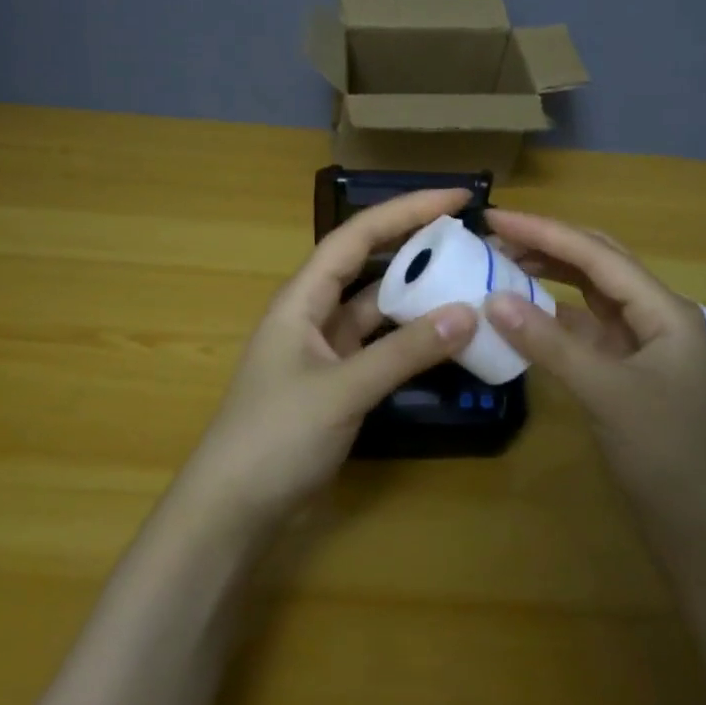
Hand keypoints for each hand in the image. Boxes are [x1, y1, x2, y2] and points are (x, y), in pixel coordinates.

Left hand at [182, 188, 478, 525]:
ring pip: (377, 309)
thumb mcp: (343, 389)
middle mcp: (313, 314)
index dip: (405, 210)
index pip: (357, 236)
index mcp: (302, 298)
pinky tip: (446, 338)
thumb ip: (405, 352)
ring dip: (417, 295)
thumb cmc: (276, 436)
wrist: (234, 507)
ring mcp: (325, 350)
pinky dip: (411, 339)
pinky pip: (380, 346)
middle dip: (415, 246)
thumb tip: (468, 312)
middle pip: (369, 265)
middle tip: (471, 239)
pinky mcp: (336, 382)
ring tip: (468, 281)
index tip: (456, 198)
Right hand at [481, 210, 705, 537]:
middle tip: (495, 235)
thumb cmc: (666, 455)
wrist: (700, 527)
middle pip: (598, 264)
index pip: (597, 256)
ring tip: (503, 262)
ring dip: (550, 274)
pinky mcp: (625, 370)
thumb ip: (550, 344)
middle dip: (548, 244)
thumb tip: (492, 299)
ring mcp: (641, 345)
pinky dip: (553, 315)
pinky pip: (585, 328)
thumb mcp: (606, 394)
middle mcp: (655, 317)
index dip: (545, 232)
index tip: (496, 216)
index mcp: (665, 311)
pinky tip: (524, 312)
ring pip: (590, 294)